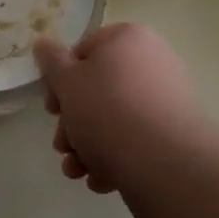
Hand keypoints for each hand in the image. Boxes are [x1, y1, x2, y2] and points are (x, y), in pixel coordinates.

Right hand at [34, 23, 202, 193]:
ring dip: (88, 145)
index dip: (60, 82)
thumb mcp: (67, 82)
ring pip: (115, 119)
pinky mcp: (176, 133)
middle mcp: (152, 61)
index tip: (51, 109)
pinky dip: (116, 156)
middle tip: (62, 145)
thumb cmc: (108, 110)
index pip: (82, 52)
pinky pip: (137, 139)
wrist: (165, 162)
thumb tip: (42, 43)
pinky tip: (101, 179)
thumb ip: (51, 61)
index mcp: (127, 38)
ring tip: (77, 171)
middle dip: (73, 123)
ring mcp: (167, 98)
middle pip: (98, 90)